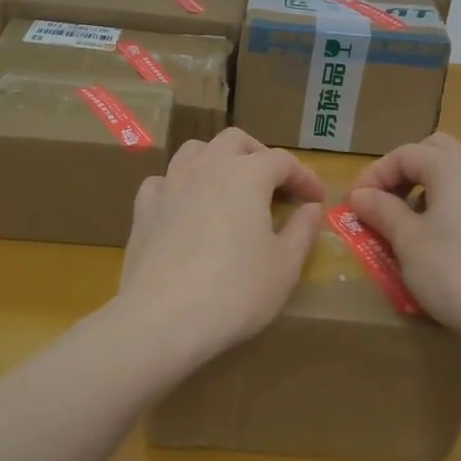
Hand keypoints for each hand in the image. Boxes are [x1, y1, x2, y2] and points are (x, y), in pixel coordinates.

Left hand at [116, 128, 326, 366]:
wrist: (162, 319)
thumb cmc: (235, 292)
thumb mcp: (284, 267)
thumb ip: (302, 231)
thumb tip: (310, 208)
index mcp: (247, 175)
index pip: (282, 161)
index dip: (304, 177)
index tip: (316, 199)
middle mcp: (207, 168)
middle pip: (236, 141)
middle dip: (260, 156)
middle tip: (275, 185)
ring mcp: (170, 185)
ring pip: (195, 150)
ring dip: (217, 160)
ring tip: (229, 185)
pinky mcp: (144, 209)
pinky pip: (162, 181)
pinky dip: (178, 186)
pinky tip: (185, 206)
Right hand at [347, 132, 460, 353]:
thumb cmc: (454, 270)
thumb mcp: (407, 240)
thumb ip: (382, 210)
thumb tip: (361, 194)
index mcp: (452, 166)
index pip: (404, 154)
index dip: (374, 174)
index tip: (353, 204)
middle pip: (435, 152)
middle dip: (404, 172)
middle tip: (384, 202)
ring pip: (457, 176)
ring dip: (427, 190)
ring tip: (408, 224)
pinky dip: (449, 209)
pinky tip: (441, 244)